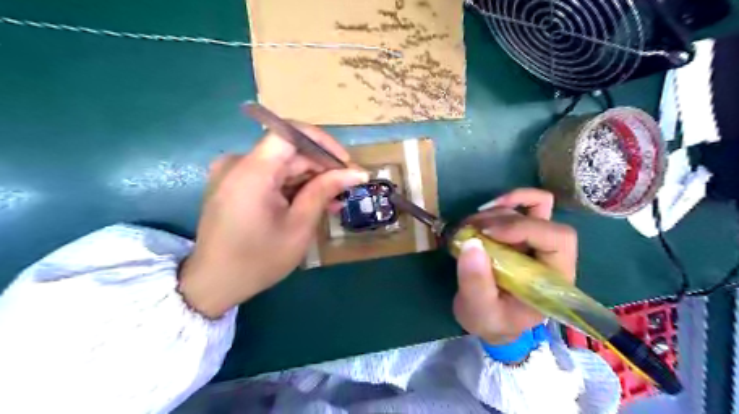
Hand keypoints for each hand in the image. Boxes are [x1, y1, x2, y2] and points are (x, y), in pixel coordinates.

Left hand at [175, 121, 365, 318]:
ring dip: (310, 179)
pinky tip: (312, 203)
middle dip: (321, 167)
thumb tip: (356, 172)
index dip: (323, 142)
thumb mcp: (299, 226)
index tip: (345, 163)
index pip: (291, 133)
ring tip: (334, 200)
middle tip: (347, 187)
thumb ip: (324, 191)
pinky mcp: (234, 184)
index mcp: (252, 171)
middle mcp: (238, 163)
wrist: (214, 284)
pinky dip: (292, 186)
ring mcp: (233, 173)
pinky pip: (270, 176)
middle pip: (288, 151)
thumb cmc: (258, 260)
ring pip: (282, 164)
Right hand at [451, 190, 576, 344]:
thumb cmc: (492, 321)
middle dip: (503, 220)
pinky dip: (505, 202)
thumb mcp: (480, 311)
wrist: (490, 320)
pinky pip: (525, 205)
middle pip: (542, 218)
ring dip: (494, 213)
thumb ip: (476, 283)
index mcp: (554, 278)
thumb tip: (471, 243)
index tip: (486, 234)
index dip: (524, 228)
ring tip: (467, 228)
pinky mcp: (521, 233)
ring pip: (528, 208)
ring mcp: (537, 241)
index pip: (557, 239)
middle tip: (470, 230)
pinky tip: (483, 211)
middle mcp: (551, 254)